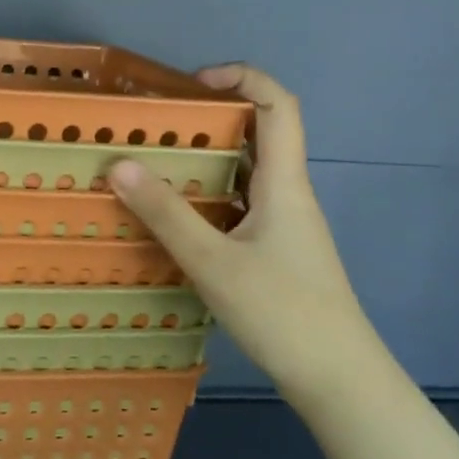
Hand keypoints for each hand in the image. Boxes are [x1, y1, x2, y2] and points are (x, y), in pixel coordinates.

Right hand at [110, 64, 380, 396]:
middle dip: (210, 118)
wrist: (339, 381)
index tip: (193, 83)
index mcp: (284, 183)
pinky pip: (239, 206)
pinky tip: (175, 218)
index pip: (278, 105)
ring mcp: (284, 226)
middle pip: (259, 134)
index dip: (242, 77)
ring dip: (205, 160)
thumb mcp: (213, 261)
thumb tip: (119, 164)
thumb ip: (166, 213)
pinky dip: (208, 198)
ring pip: (246, 174)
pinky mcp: (276, 252)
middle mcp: (287, 195)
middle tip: (159, 125)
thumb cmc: (282, 312)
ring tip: (154, 165)